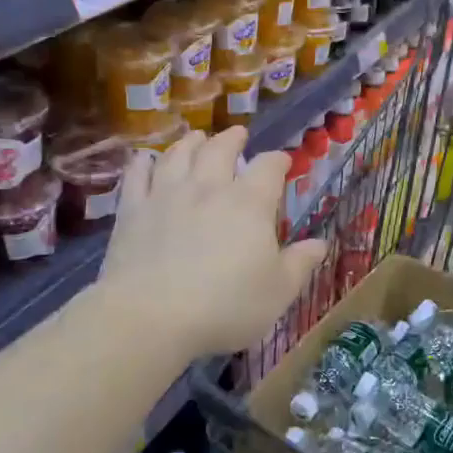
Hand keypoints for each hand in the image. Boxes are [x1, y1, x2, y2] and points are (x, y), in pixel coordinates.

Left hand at [98, 126, 326, 365]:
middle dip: (232, 139)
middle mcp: (208, 188)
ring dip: (190, 142)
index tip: (283, 161)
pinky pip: (137, 176)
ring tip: (196, 137)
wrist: (151, 318)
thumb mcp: (278, 292)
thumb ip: (300, 264)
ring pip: (178, 154)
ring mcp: (166, 195)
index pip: (268, 167)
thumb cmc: (225, 307)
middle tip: (237, 134)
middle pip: (220, 149)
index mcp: (249, 203)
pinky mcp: (132, 211)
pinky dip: (142, 163)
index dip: (278, 160)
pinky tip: (144, 159)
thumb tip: (320, 243)